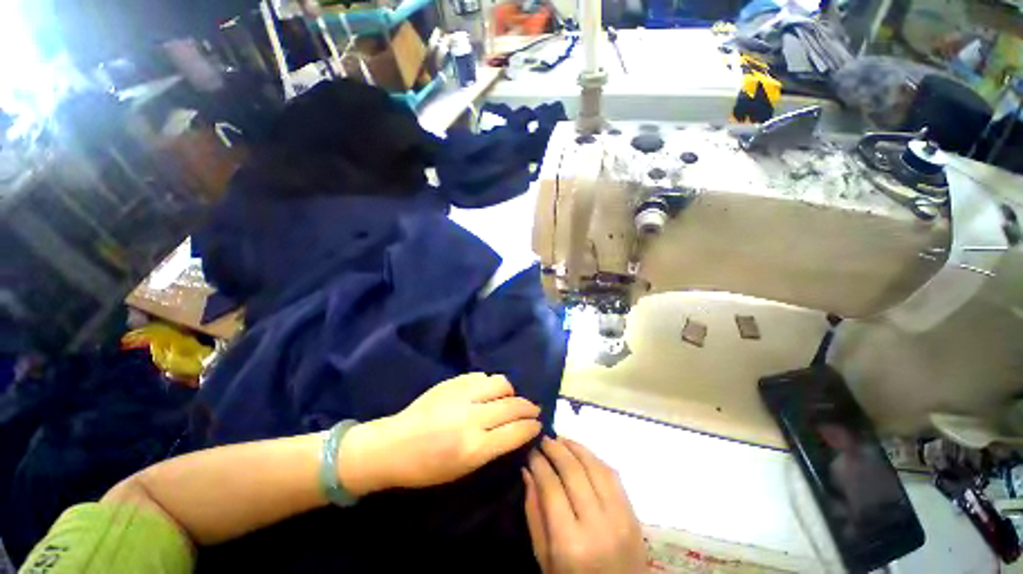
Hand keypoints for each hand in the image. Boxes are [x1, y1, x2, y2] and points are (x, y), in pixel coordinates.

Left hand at [340, 373, 541, 494]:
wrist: (393, 445)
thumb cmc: (427, 468)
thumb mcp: (463, 469)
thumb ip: (492, 447)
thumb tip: (515, 430)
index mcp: (474, 447)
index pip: (515, 431)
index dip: (531, 426)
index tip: (538, 424)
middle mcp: (472, 417)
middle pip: (512, 405)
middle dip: (528, 407)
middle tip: (533, 409)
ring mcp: (462, 394)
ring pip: (500, 383)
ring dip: (510, 391)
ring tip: (509, 398)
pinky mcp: (453, 382)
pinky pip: (482, 376)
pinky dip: (491, 383)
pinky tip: (488, 391)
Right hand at [524, 438, 645, 573]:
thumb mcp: (544, 558)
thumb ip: (534, 514)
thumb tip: (527, 471)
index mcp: (570, 543)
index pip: (551, 486)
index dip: (539, 463)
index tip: (530, 451)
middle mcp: (597, 525)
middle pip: (573, 471)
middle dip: (555, 449)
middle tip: (543, 439)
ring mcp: (620, 517)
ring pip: (595, 466)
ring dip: (576, 447)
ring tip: (560, 439)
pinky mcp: (633, 514)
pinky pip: (613, 475)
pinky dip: (594, 458)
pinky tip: (581, 453)